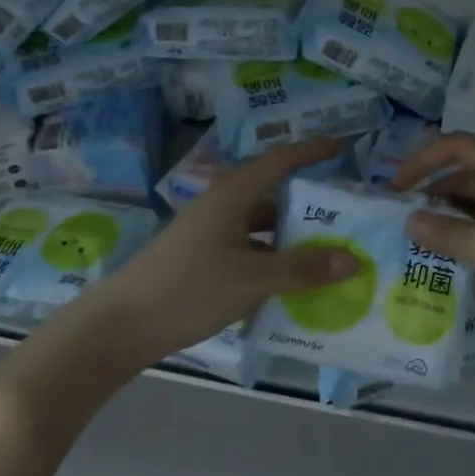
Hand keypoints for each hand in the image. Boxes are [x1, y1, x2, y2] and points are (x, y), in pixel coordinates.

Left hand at [78, 139, 361, 366]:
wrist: (121, 327)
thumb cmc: (188, 289)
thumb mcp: (252, 279)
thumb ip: (302, 269)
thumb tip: (353, 260)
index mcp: (232, 196)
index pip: (280, 161)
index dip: (312, 152)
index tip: (343, 148)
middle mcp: (222, 208)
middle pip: (274, 197)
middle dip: (310, 206)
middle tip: (349, 216)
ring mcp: (211, 235)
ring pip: (262, 229)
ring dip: (293, 240)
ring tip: (330, 255)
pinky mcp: (204, 261)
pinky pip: (250, 253)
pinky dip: (274, 262)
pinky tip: (294, 285)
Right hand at [391, 133, 474, 341]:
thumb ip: (443, 231)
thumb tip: (410, 221)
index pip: (456, 145)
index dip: (420, 162)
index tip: (395, 189)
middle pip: (471, 169)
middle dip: (436, 190)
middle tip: (407, 217)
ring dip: (455, 211)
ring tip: (427, 236)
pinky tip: (460, 249)